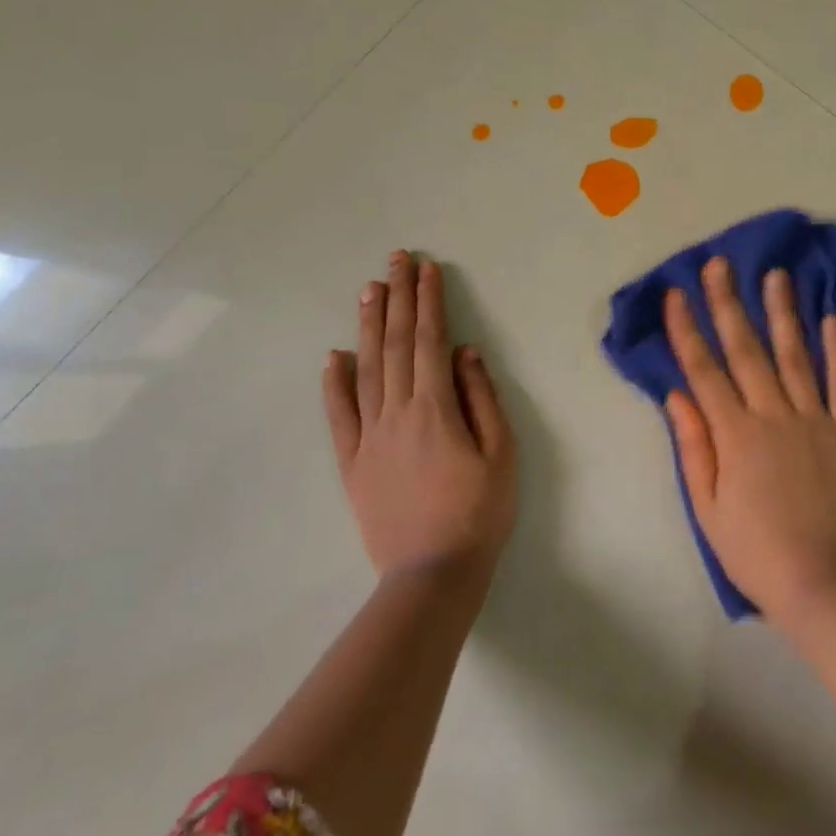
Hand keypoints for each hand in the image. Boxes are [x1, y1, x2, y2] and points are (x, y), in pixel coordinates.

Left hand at [323, 250, 516, 580]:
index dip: (428, 301)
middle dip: (398, 298)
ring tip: (370, 289)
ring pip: (365, 369)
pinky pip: (339, 415)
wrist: (432, 576)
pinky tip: (334, 356)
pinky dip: (334, 383)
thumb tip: (464, 352)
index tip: (427, 268)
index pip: (429, 340)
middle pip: (395, 344)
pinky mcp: (352, 462)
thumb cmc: (478, 513)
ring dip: (368, 326)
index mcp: (435, 408)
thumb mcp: (501, 453)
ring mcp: (368, 437)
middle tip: (396, 260)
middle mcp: (396, 412)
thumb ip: (481, 397)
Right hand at [664, 257, 835, 621]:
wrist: (824, 585)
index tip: (675, 293)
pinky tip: (831, 319)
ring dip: (782, 311)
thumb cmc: (755, 551)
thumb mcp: (707, 507)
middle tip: (720, 264)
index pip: (704, 369)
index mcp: (734, 434)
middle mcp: (773, 414)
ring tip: (776, 274)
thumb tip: (676, 394)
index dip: (686, 329)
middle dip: (728, 303)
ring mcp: (814, 420)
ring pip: (795, 354)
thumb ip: (693, 446)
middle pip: (746, 349)